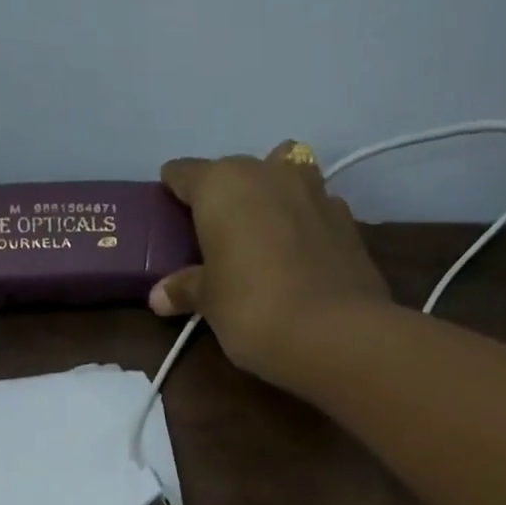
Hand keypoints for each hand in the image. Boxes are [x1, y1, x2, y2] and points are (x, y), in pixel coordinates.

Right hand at [151, 142, 391, 382]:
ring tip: (264, 232)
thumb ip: (186, 289)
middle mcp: (268, 172)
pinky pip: (314, 208)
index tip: (169, 205)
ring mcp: (314, 191)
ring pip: (284, 175)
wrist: (335, 333)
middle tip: (217, 233)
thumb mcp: (210, 303)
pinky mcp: (347, 219)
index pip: (186, 173)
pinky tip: (300, 255)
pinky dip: (303, 222)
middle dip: (226, 195)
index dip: (174, 188)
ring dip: (272, 195)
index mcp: (223, 184)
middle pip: (237, 171)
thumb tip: (158, 295)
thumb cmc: (253, 309)